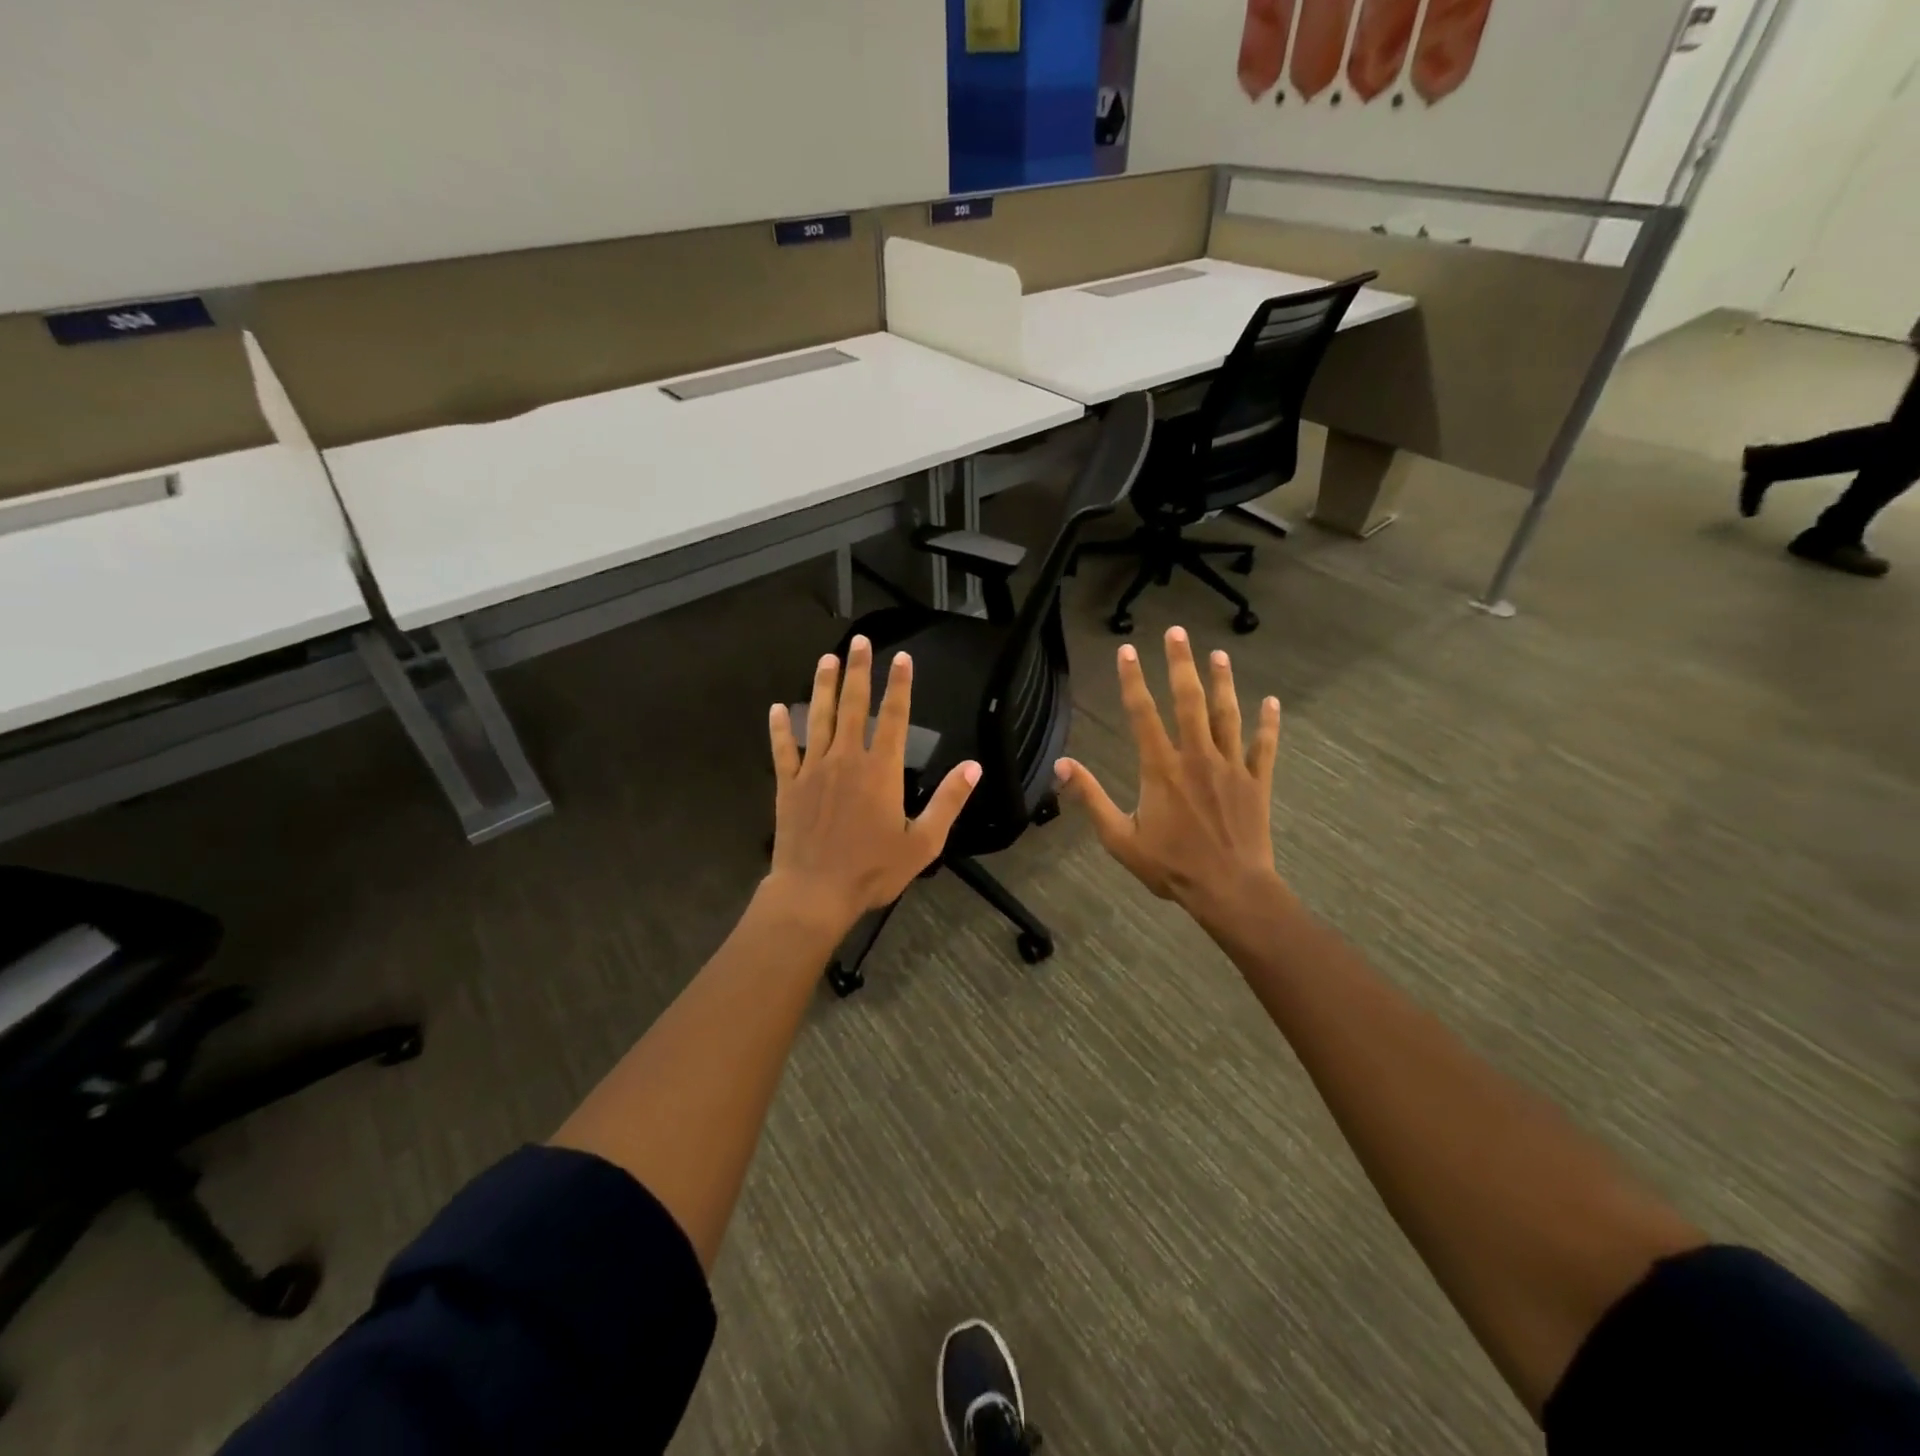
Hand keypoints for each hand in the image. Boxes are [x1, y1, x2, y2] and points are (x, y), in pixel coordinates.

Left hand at [767, 636, 979, 933]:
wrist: (814, 893)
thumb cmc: (872, 870)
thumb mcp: (923, 842)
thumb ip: (948, 801)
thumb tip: (973, 767)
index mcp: (880, 770)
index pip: (892, 717)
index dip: (899, 685)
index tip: (901, 657)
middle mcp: (845, 759)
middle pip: (852, 706)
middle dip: (858, 671)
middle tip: (858, 641)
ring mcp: (812, 770)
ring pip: (818, 718)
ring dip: (822, 686)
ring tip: (826, 659)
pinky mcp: (788, 786)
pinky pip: (783, 750)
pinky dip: (779, 728)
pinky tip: (776, 709)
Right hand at [1056, 627, 1283, 929]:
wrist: (1229, 889)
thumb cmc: (1170, 866)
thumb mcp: (1119, 837)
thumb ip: (1091, 798)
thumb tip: (1061, 765)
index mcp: (1161, 768)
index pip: (1143, 714)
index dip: (1133, 680)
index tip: (1127, 651)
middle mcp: (1196, 757)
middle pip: (1188, 701)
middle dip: (1181, 664)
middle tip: (1177, 632)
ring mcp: (1231, 767)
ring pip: (1227, 715)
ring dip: (1223, 682)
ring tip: (1219, 654)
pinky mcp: (1257, 782)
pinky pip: (1264, 746)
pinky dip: (1268, 723)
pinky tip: (1271, 701)